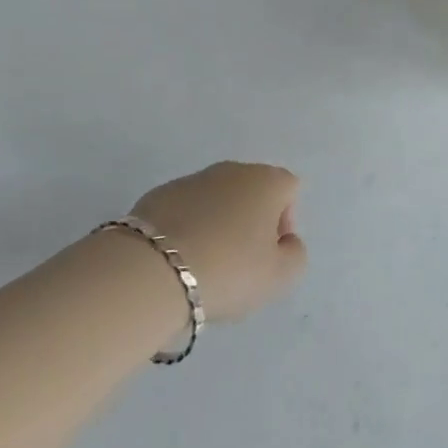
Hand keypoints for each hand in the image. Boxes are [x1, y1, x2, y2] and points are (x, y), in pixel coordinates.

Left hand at [130, 161, 307, 321]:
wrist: (152, 271)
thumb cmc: (228, 270)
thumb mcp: (280, 277)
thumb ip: (295, 255)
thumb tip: (286, 241)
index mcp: (266, 181)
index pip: (289, 189)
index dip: (285, 221)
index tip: (269, 254)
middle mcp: (232, 170)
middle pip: (252, 192)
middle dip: (250, 222)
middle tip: (239, 262)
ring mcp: (192, 179)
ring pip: (216, 200)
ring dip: (217, 224)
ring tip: (204, 264)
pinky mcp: (158, 194)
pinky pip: (184, 210)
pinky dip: (186, 228)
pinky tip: (176, 260)